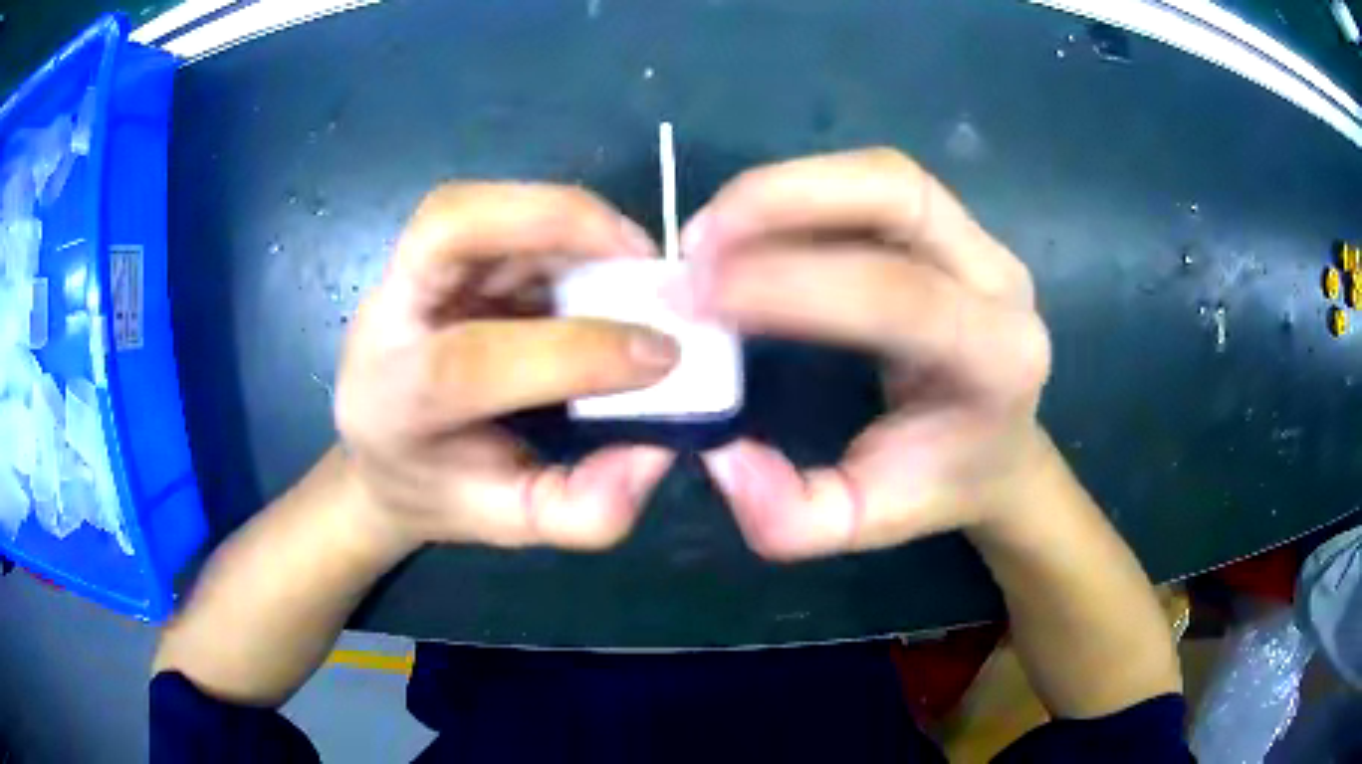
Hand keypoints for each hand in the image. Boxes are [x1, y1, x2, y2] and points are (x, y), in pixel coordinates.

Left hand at [336, 183, 679, 550]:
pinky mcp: (433, 254)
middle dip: (552, 221)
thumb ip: (586, 508)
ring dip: (564, 215)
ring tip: (633, 254)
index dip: (573, 351)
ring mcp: (404, 274)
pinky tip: (600, 257)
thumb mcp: (513, 523)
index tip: (663, 356)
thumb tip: (660, 447)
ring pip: (471, 205)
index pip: (470, 362)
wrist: (383, 455)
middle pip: (446, 227)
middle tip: (640, 255)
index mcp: (394, 404)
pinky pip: (494, 214)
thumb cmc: (444, 488)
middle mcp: (385, 320)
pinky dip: (559, 222)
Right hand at [685, 149, 1051, 559]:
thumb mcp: (862, 524)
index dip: (790, 285)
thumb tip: (720, 450)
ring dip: (784, 189)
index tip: (697, 298)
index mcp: (998, 361)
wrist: (997, 449)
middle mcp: (1001, 282)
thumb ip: (788, 515)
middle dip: (781, 203)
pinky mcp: (953, 225)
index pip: (897, 296)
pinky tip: (751, 226)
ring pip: (882, 175)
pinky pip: (873, 185)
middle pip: (896, 195)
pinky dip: (800, 192)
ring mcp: (981, 241)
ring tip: (713, 233)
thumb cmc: (938, 484)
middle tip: (696, 247)